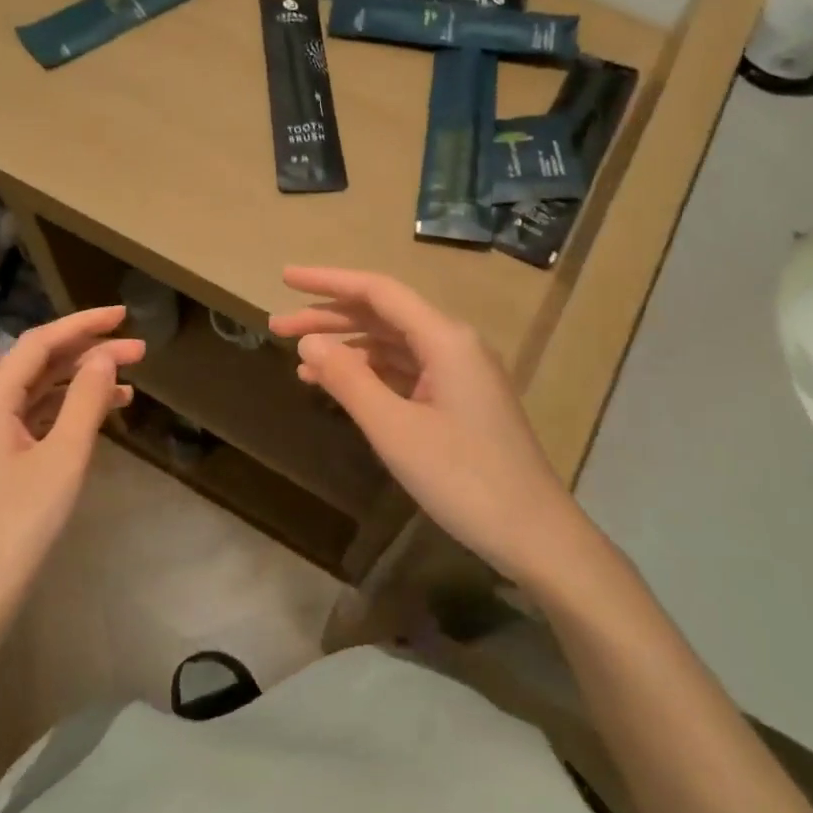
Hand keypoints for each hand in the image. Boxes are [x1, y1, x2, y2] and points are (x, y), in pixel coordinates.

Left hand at [0, 306, 142, 632]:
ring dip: (82, 383)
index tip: (124, 315)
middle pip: (40, 366)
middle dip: (89, 353)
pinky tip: (100, 417)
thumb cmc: (17, 525)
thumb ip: (85, 401)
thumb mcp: (62, 458)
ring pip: (40, 394)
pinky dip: (70, 413)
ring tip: (130, 384)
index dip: (83, 324)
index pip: (40, 344)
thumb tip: (104, 356)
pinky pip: (37, 422)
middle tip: (140, 351)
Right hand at [269, 267, 593, 590]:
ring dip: (347, 348)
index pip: (377, 292)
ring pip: (392, 345)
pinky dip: (370, 374)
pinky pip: (405, 372)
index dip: (328, 281)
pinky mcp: (459, 400)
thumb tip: (309, 342)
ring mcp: (459, 373)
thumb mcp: (395, 430)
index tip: (286, 277)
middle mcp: (453, 344)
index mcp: (445, 338)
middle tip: (277, 326)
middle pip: (383, 315)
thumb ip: (349, 380)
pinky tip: (338, 385)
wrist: (534, 534)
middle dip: (329, 317)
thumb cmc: (464, 479)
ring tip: (298, 359)